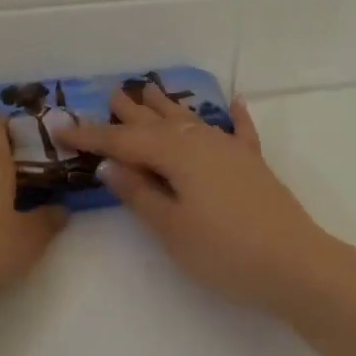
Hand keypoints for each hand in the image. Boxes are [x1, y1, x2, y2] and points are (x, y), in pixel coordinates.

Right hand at [56, 84, 355, 318]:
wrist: (294, 265)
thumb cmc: (224, 251)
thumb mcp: (172, 227)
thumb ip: (140, 193)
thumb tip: (111, 164)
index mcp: (177, 156)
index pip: (124, 142)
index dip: (92, 136)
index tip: (61, 125)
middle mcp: (203, 143)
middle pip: (159, 124)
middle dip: (131, 113)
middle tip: (110, 95)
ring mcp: (232, 152)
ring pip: (193, 122)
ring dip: (169, 108)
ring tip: (150, 90)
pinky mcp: (254, 167)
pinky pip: (240, 133)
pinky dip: (235, 117)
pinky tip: (234, 102)